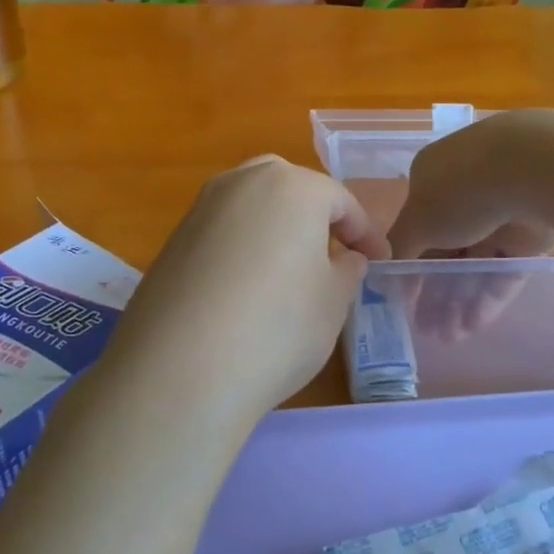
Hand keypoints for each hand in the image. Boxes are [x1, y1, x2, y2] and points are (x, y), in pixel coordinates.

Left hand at [100, 155, 387, 422]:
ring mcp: (200, 209)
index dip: (366, 233)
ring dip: (277, 231)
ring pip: (253, 208)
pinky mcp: (172, 241)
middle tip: (334, 256)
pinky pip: (222, 233)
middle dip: (316, 218)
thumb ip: (347, 270)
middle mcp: (242, 182)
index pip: (341, 202)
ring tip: (291, 272)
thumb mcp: (334, 302)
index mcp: (292, 186)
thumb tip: (346, 258)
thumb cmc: (278, 327)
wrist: (180, 370)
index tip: (381, 261)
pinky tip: (247, 289)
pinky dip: (243, 249)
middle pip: (291, 190)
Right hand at [390, 113, 553, 340]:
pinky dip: (488, 297)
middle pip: (445, 252)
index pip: (416, 229)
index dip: (408, 267)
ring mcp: (499, 215)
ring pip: (474, 265)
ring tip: (447, 337)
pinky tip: (473, 325)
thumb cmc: (461, 190)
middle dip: (434, 292)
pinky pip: (504, 270)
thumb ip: (400, 247)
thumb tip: (383, 268)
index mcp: (433, 178)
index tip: (402, 300)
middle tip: (425, 329)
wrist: (535, 172)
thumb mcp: (416, 220)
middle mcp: (465, 194)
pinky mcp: (529, 236)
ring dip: (458, 301)